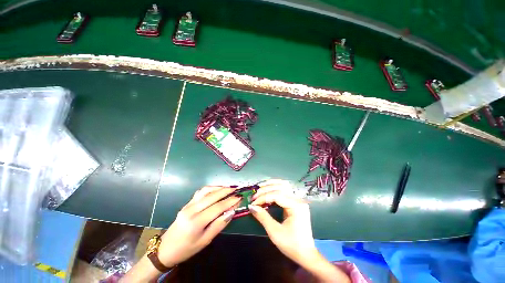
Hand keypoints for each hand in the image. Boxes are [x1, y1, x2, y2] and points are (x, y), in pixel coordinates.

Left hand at [157, 186, 239, 266]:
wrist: (166, 249)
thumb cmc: (187, 249)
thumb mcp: (205, 241)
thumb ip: (219, 225)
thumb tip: (231, 212)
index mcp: (196, 222)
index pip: (217, 207)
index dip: (230, 201)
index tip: (240, 197)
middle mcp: (191, 210)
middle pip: (212, 196)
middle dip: (226, 191)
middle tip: (237, 189)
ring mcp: (188, 205)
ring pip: (206, 191)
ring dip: (219, 187)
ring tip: (229, 188)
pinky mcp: (187, 203)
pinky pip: (200, 192)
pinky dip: (211, 188)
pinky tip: (217, 189)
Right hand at [249, 180, 316, 262]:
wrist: (306, 254)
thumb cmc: (291, 245)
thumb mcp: (275, 232)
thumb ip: (263, 217)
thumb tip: (251, 206)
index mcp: (296, 206)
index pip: (276, 195)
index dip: (263, 198)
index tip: (253, 203)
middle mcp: (299, 199)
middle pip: (280, 187)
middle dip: (266, 189)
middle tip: (255, 196)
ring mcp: (299, 200)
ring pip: (284, 185)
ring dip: (271, 184)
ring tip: (260, 187)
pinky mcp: (296, 202)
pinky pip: (286, 190)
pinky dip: (276, 187)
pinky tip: (269, 188)